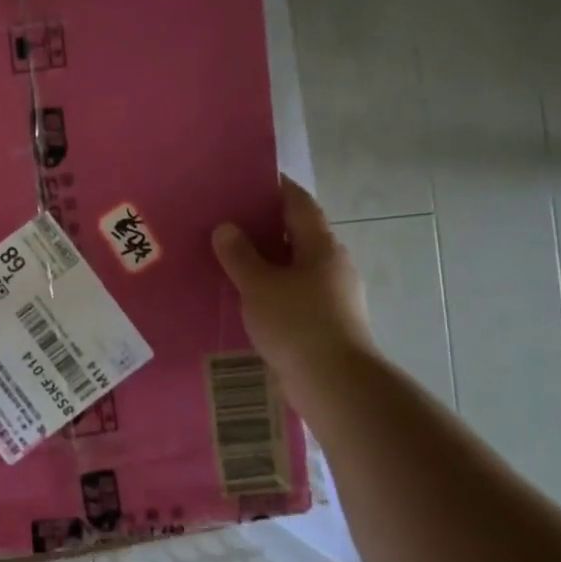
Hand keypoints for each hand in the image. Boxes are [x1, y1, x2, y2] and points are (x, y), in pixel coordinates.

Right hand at [212, 176, 375, 382]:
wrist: (334, 382)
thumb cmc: (297, 323)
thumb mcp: (258, 285)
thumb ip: (239, 255)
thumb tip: (226, 227)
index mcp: (320, 246)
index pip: (299, 203)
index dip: (276, 187)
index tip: (249, 179)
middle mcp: (332, 264)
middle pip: (298, 233)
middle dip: (265, 226)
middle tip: (227, 221)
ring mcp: (332, 294)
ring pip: (295, 266)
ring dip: (268, 260)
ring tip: (230, 260)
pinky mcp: (326, 321)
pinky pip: (294, 293)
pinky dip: (272, 287)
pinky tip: (248, 297)